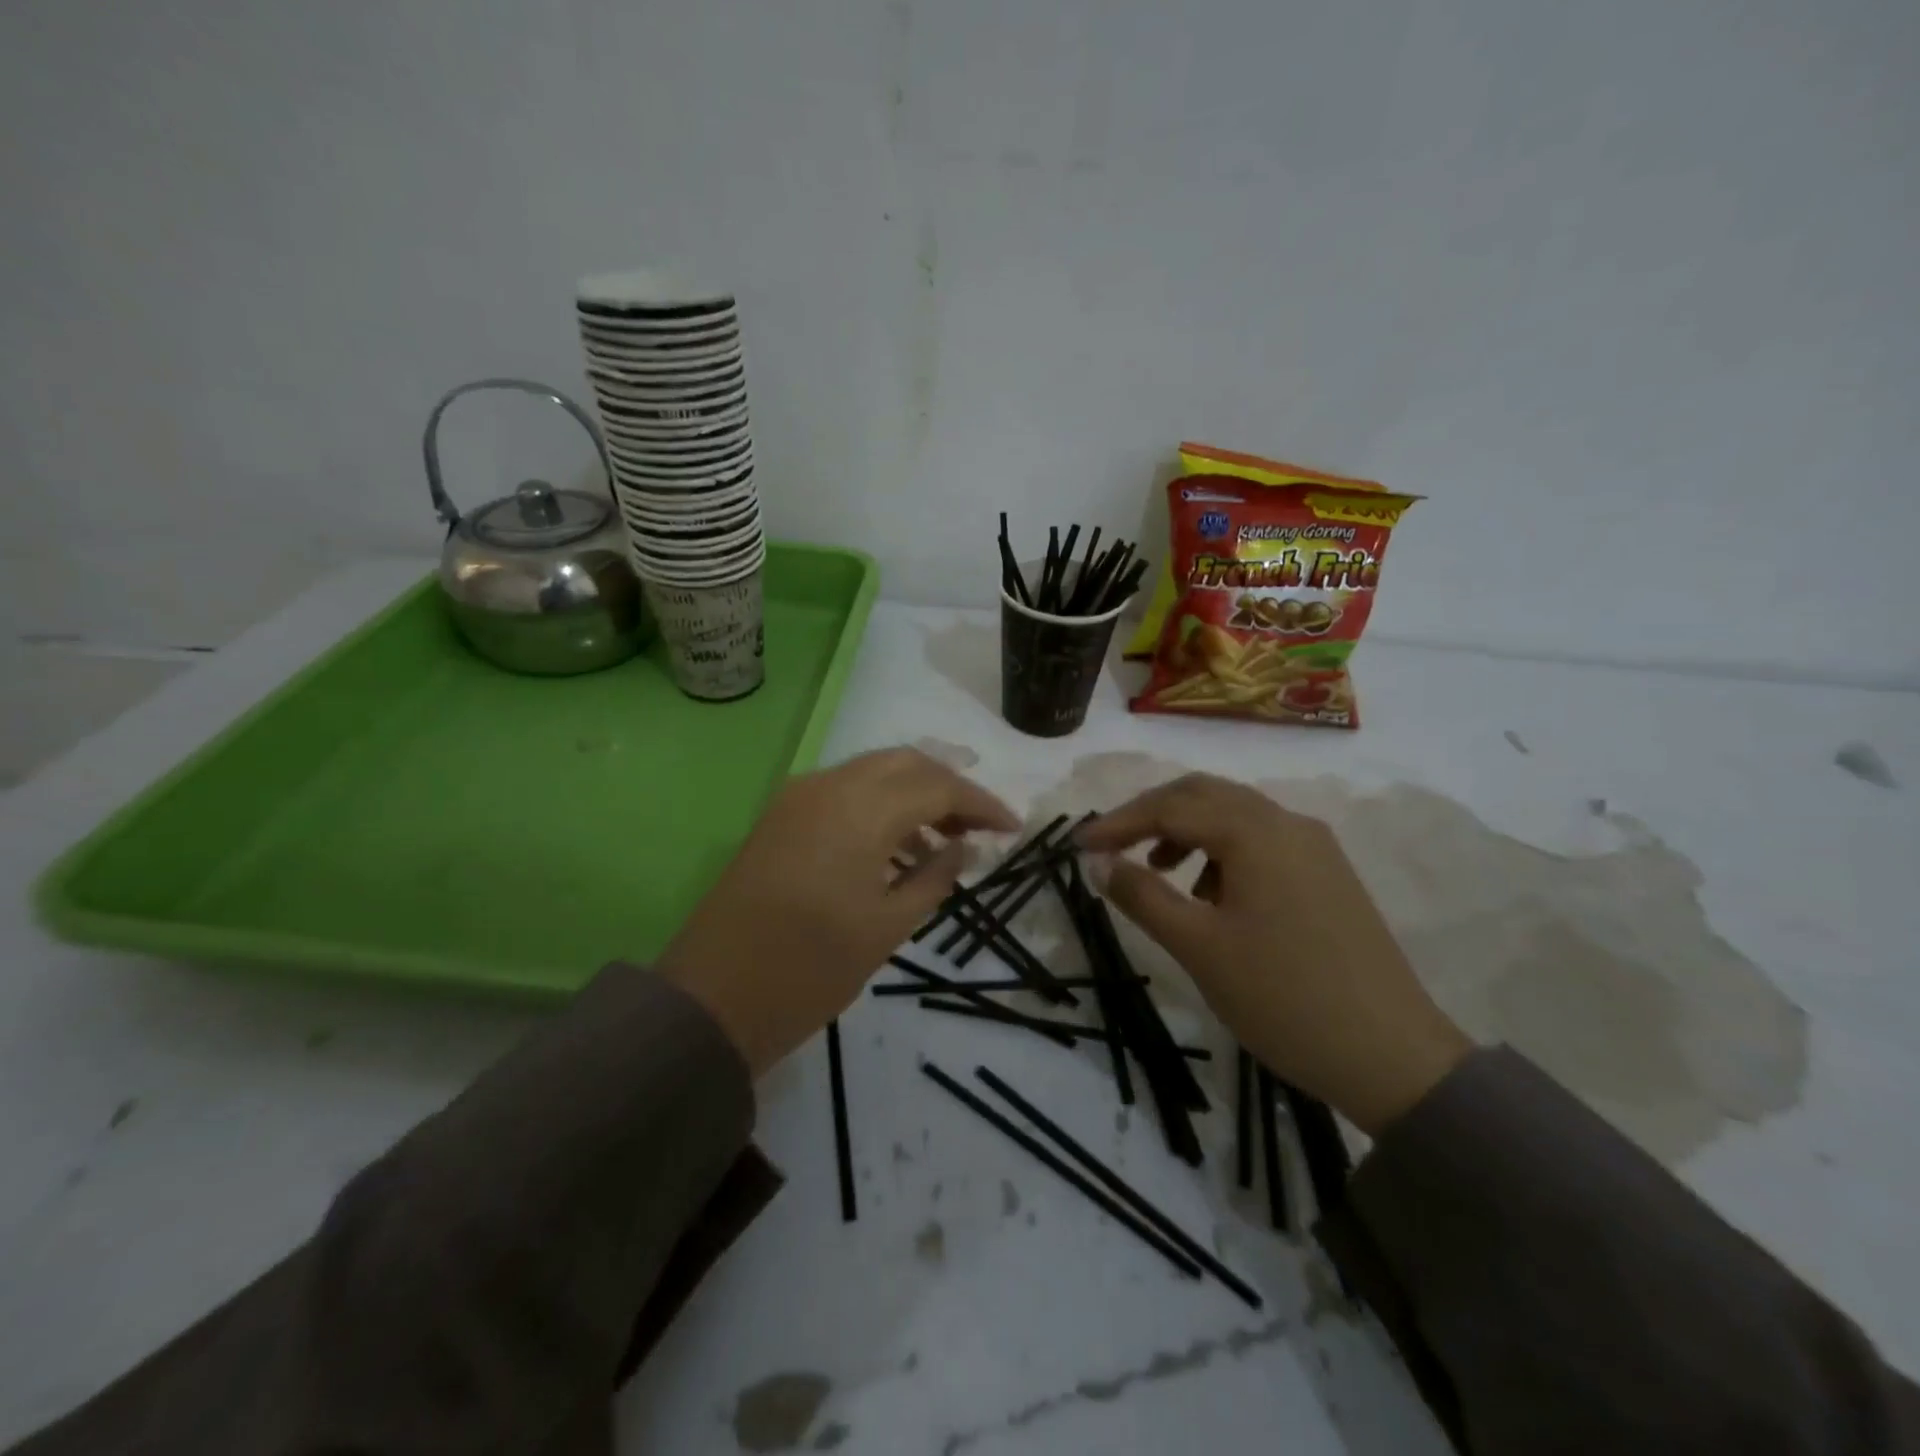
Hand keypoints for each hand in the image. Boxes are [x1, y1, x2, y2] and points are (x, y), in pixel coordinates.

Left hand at [656, 747, 1018, 1075]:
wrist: (711, 999)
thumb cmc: (809, 970)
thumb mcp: (886, 928)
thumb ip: (933, 878)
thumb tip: (962, 848)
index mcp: (861, 810)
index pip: (939, 786)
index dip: (982, 804)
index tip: (1013, 828)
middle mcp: (829, 786)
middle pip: (907, 763)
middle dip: (949, 788)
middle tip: (979, 828)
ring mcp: (799, 797)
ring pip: (874, 771)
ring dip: (915, 793)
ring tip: (945, 841)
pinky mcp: (781, 816)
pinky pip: (845, 791)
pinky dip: (880, 804)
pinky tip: (897, 846)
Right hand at [1077, 773, 1471, 1134]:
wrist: (1393, 1058)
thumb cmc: (1283, 998)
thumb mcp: (1199, 947)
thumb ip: (1142, 895)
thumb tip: (1098, 862)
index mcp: (1256, 832)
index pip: (1171, 807)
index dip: (1119, 822)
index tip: (1079, 845)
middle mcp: (1288, 823)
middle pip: (1204, 794)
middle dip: (1151, 814)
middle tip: (1112, 846)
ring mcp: (1314, 847)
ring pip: (1234, 815)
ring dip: (1187, 831)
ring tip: (1158, 872)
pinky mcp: (1328, 874)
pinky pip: (1261, 841)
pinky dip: (1221, 851)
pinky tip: (1209, 894)